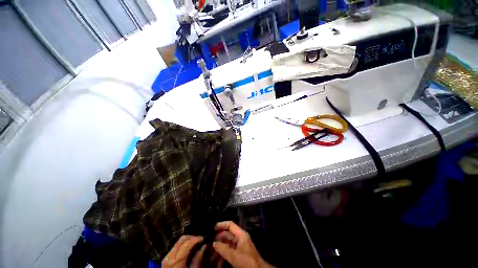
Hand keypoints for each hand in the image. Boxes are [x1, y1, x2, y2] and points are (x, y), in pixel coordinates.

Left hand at [162, 235, 202, 267]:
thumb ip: (198, 259)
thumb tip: (204, 246)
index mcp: (176, 261)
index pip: (188, 243)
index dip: (197, 239)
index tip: (204, 239)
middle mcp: (170, 256)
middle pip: (182, 239)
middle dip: (192, 237)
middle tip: (200, 240)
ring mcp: (166, 257)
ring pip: (179, 242)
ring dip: (188, 241)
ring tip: (196, 244)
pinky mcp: (166, 259)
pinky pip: (176, 247)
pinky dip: (183, 245)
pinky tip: (189, 249)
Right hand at [213, 221, 273, 267]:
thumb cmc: (246, 261)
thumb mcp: (234, 256)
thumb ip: (223, 249)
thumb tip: (214, 243)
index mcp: (241, 234)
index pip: (230, 225)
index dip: (222, 225)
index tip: (213, 228)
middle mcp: (240, 238)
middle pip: (228, 234)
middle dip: (218, 238)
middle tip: (209, 242)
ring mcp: (240, 246)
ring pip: (228, 244)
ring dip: (220, 248)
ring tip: (211, 253)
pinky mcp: (240, 253)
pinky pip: (230, 251)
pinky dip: (224, 254)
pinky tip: (217, 261)